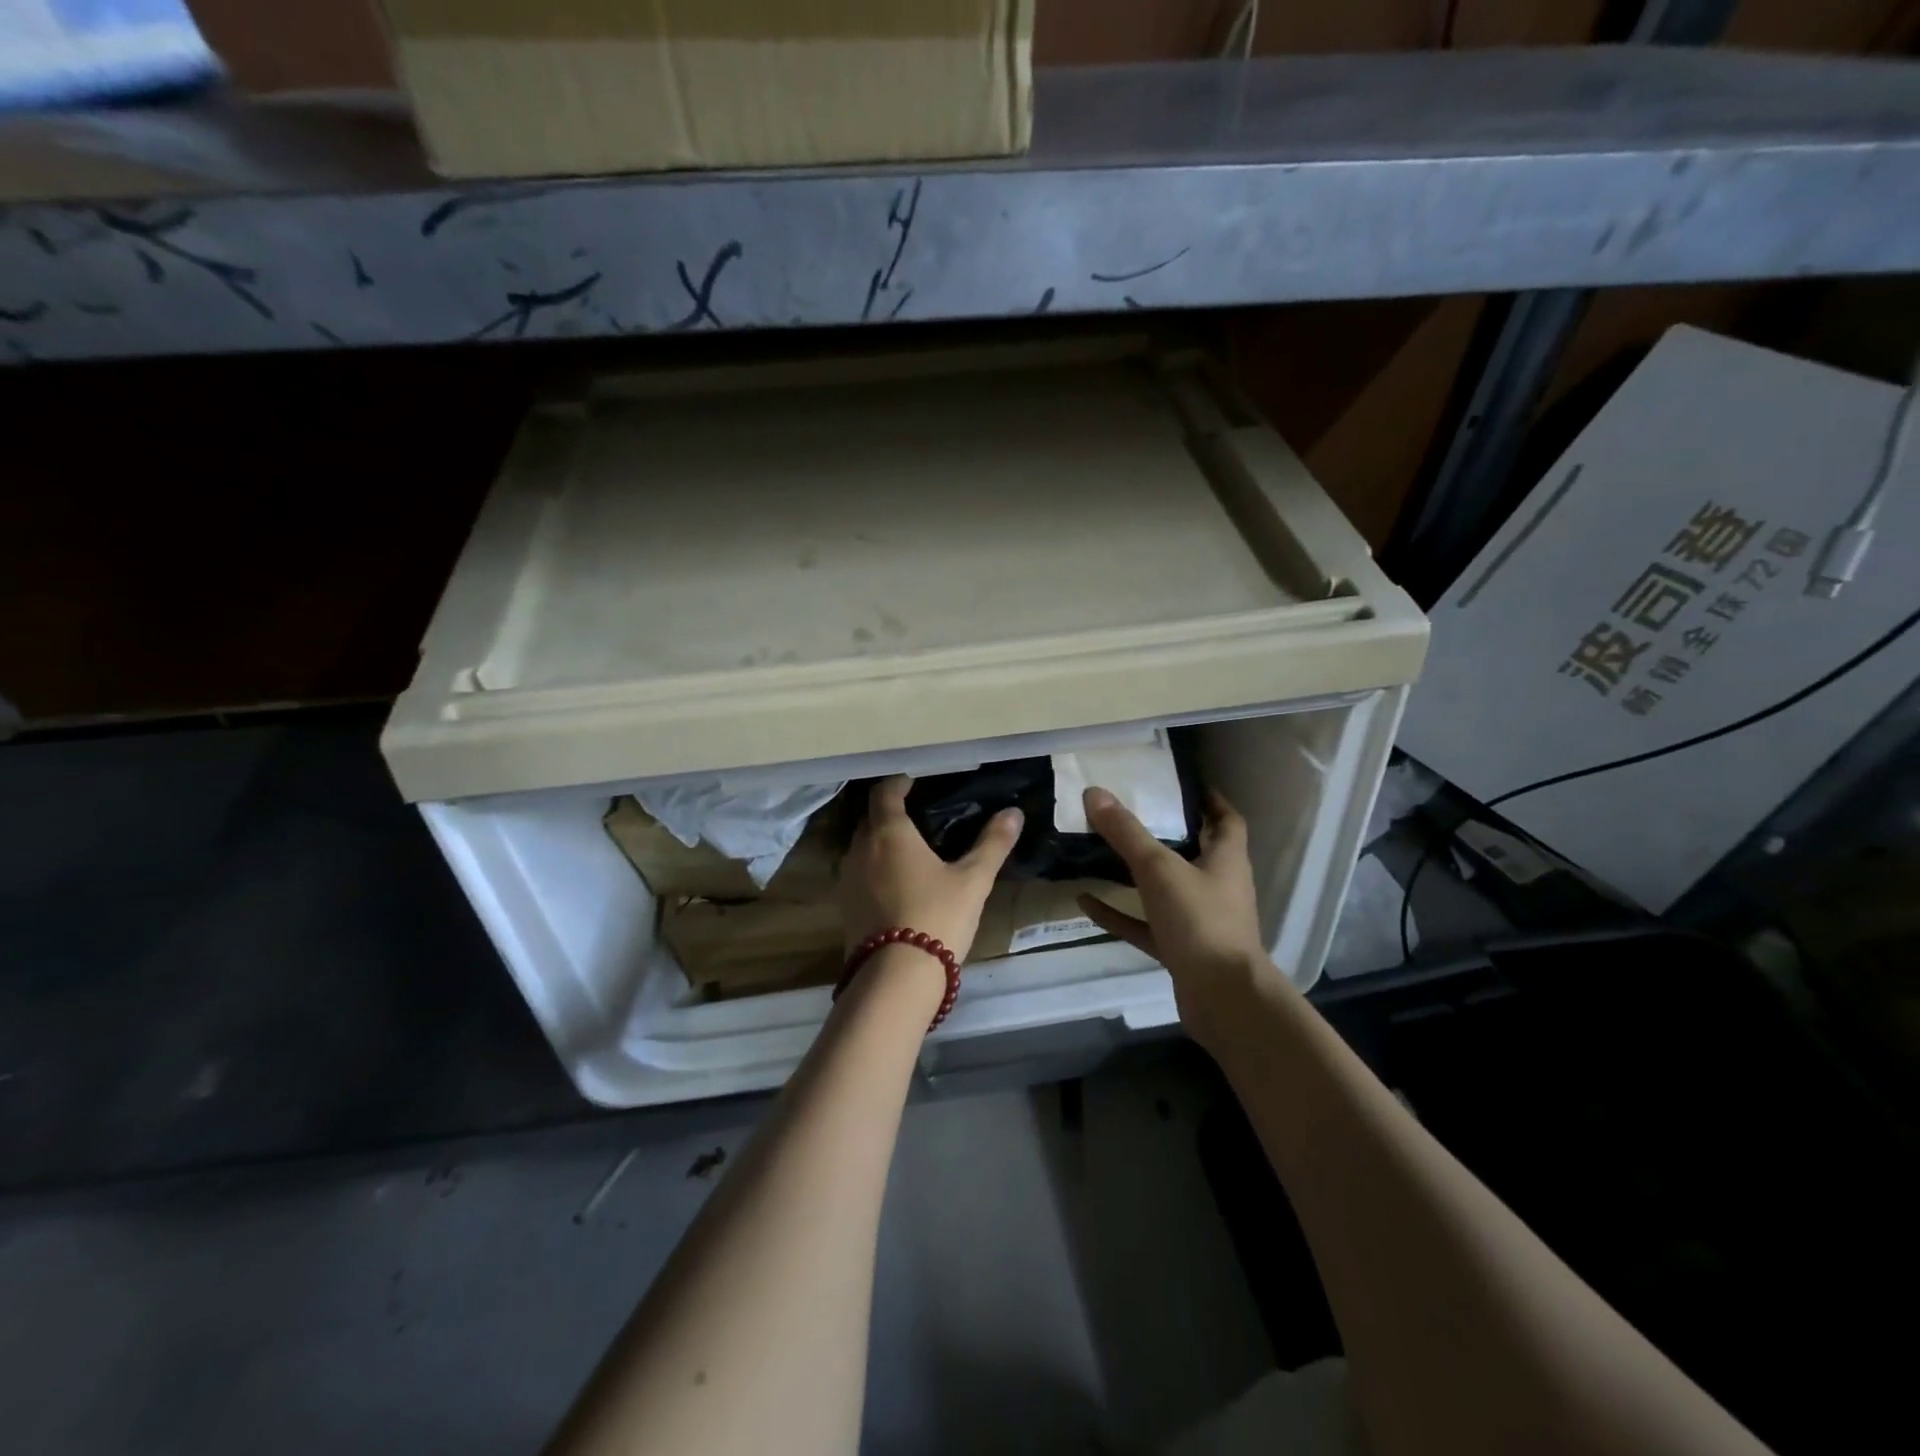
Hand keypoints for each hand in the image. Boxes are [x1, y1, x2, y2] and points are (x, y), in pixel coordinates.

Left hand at [839, 775, 1022, 963]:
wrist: (896, 978)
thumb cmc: (937, 916)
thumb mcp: (973, 880)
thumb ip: (992, 844)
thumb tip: (1014, 813)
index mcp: (889, 832)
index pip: (884, 792)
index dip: (898, 783)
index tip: (914, 782)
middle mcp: (860, 848)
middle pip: (871, 819)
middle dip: (890, 814)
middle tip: (919, 817)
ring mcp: (847, 879)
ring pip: (862, 848)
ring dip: (880, 844)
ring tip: (910, 851)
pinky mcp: (844, 907)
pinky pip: (859, 874)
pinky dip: (875, 870)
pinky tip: (897, 885)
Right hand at [1076, 787, 1290, 1045]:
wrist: (1222, 998)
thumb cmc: (1200, 921)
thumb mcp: (1159, 869)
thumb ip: (1127, 832)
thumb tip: (1095, 792)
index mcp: (1226, 860)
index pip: (1226, 820)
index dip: (1210, 800)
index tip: (1184, 784)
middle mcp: (1217, 887)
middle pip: (1195, 852)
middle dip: (1166, 833)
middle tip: (1130, 812)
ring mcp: (1199, 921)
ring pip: (1166, 889)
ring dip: (1137, 874)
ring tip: (1101, 852)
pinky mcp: (1181, 950)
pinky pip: (1144, 924)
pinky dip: (1119, 913)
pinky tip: (1086, 901)